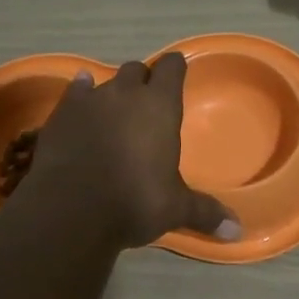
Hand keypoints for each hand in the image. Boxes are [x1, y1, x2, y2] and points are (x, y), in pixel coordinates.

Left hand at [15, 53, 240, 249]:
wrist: (71, 209)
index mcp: (160, 106)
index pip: (171, 67)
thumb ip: (205, 212)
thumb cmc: (134, 201)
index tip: (177, 71)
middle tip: (146, 102)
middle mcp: (125, 93)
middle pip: (136, 69)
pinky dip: (81, 95)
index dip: (174, 67)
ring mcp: (90, 100)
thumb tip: (236, 231)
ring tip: (113, 111)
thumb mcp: (175, 209)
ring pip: (105, 81)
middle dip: (142, 81)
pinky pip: (75, 92)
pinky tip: (81, 103)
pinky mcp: (61, 113)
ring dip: (111, 93)